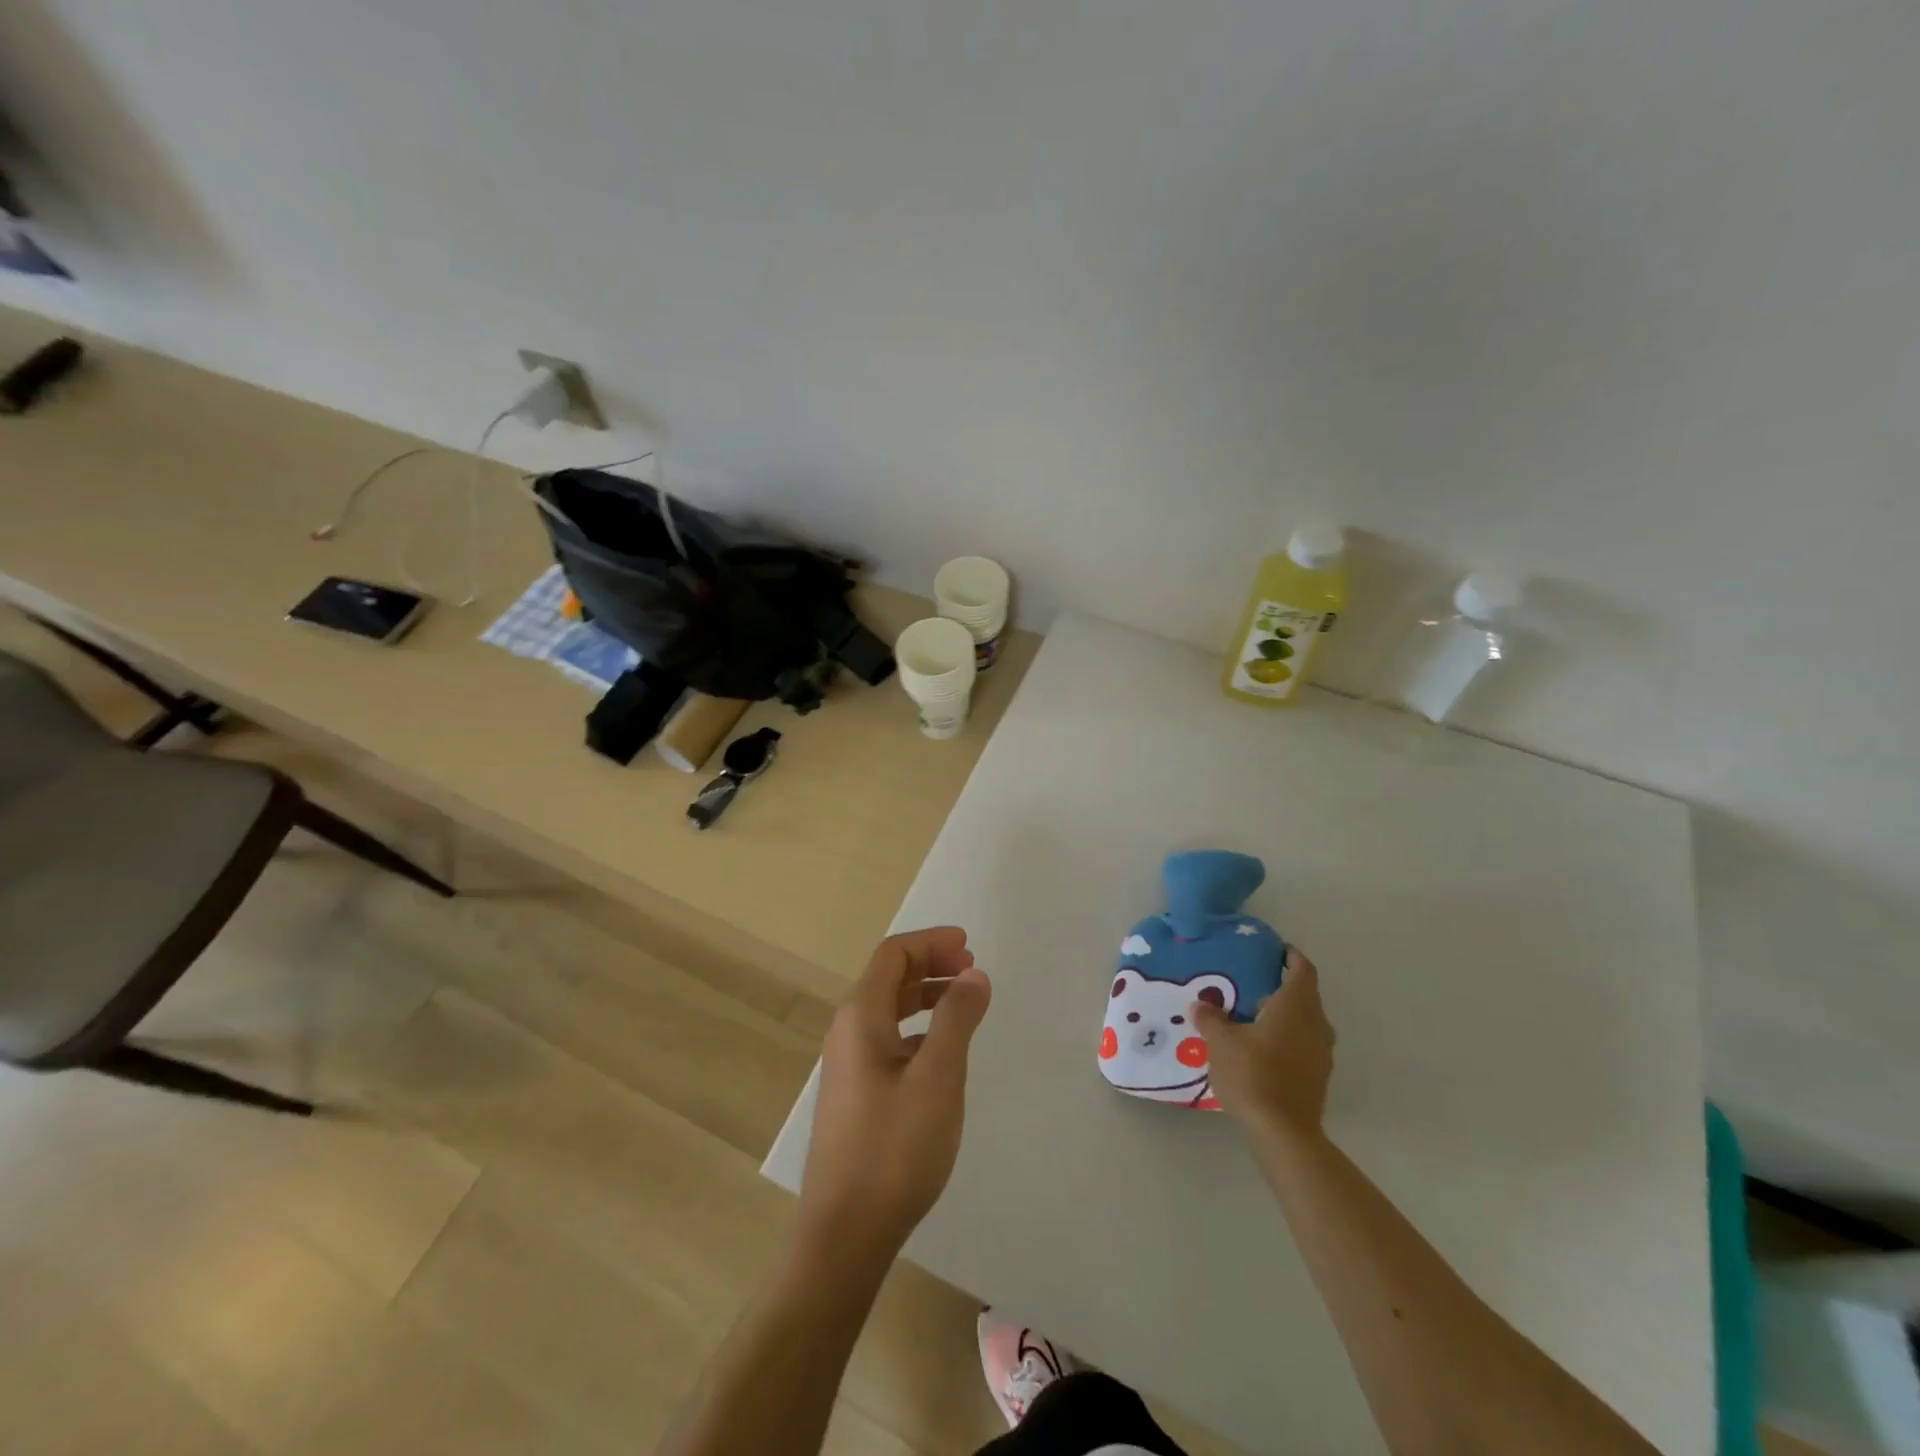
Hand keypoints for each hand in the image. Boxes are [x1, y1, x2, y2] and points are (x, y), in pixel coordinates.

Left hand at [798, 927, 992, 1263]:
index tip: (969, 946)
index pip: (893, 955)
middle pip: (888, 977)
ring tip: (962, 1003)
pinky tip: (940, 1052)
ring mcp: (848, 1065)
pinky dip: (917, 1028)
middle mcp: (847, 1032)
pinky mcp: (854, 1094)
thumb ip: (957, 1018)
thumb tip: (973, 974)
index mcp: (861, 1017)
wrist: (844, 1233)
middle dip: (930, 965)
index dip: (931, 942)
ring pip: (887, 1010)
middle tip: (971, 970)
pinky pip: (887, 1039)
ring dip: (924, 995)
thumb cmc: (894, 1148)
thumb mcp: (938, 1077)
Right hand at [1191, 947, 1332, 1141]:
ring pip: (1307, 1022)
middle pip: (1306, 996)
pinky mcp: (1318, 1077)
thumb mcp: (1221, 1042)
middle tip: (1254, 984)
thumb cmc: (1253, 1074)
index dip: (1291, 957)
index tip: (1276, 951)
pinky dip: (1288, 1038)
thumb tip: (1201, 1005)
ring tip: (1255, 1016)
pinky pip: (1305, 1045)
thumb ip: (1211, 1018)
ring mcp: (1321, 1053)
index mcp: (1295, 1007)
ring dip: (1287, 1015)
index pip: (1302, 970)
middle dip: (1284, 987)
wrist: (1283, 1132)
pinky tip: (1263, 1048)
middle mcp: (1315, 1025)